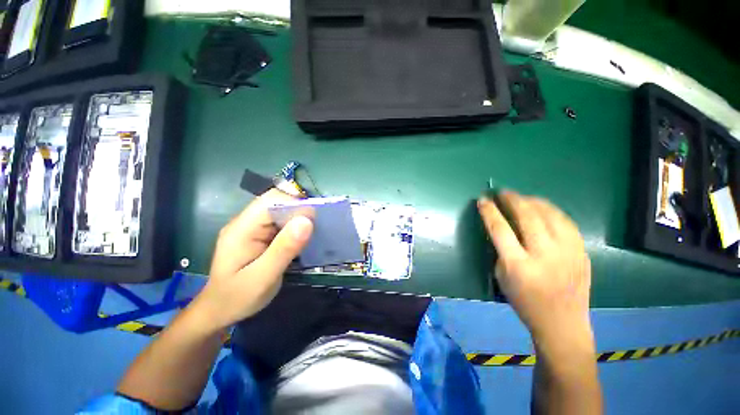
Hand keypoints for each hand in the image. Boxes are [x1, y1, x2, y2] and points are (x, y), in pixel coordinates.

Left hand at [192, 189, 313, 330]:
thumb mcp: (263, 278)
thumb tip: (307, 221)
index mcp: (242, 229)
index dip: (295, 204)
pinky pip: (281, 222)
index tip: (315, 219)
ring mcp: (253, 228)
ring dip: (299, 219)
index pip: (271, 201)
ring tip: (313, 233)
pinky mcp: (260, 235)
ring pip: (281, 211)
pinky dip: (295, 227)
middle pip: (277, 203)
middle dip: (299, 211)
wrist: (220, 311)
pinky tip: (303, 238)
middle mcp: (246, 222)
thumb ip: (284, 249)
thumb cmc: (237, 298)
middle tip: (317, 227)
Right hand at [477, 191, 593, 349]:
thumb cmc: (525, 301)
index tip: (483, 200)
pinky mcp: (582, 252)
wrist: (563, 323)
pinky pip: (566, 222)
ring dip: (532, 201)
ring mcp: (568, 252)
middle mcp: (544, 255)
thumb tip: (503, 227)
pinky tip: (543, 208)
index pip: (500, 229)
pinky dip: (551, 210)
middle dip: (512, 199)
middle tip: (502, 192)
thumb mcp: (502, 276)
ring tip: (521, 197)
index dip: (489, 212)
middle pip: (527, 216)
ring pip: (550, 215)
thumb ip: (502, 249)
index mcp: (519, 265)